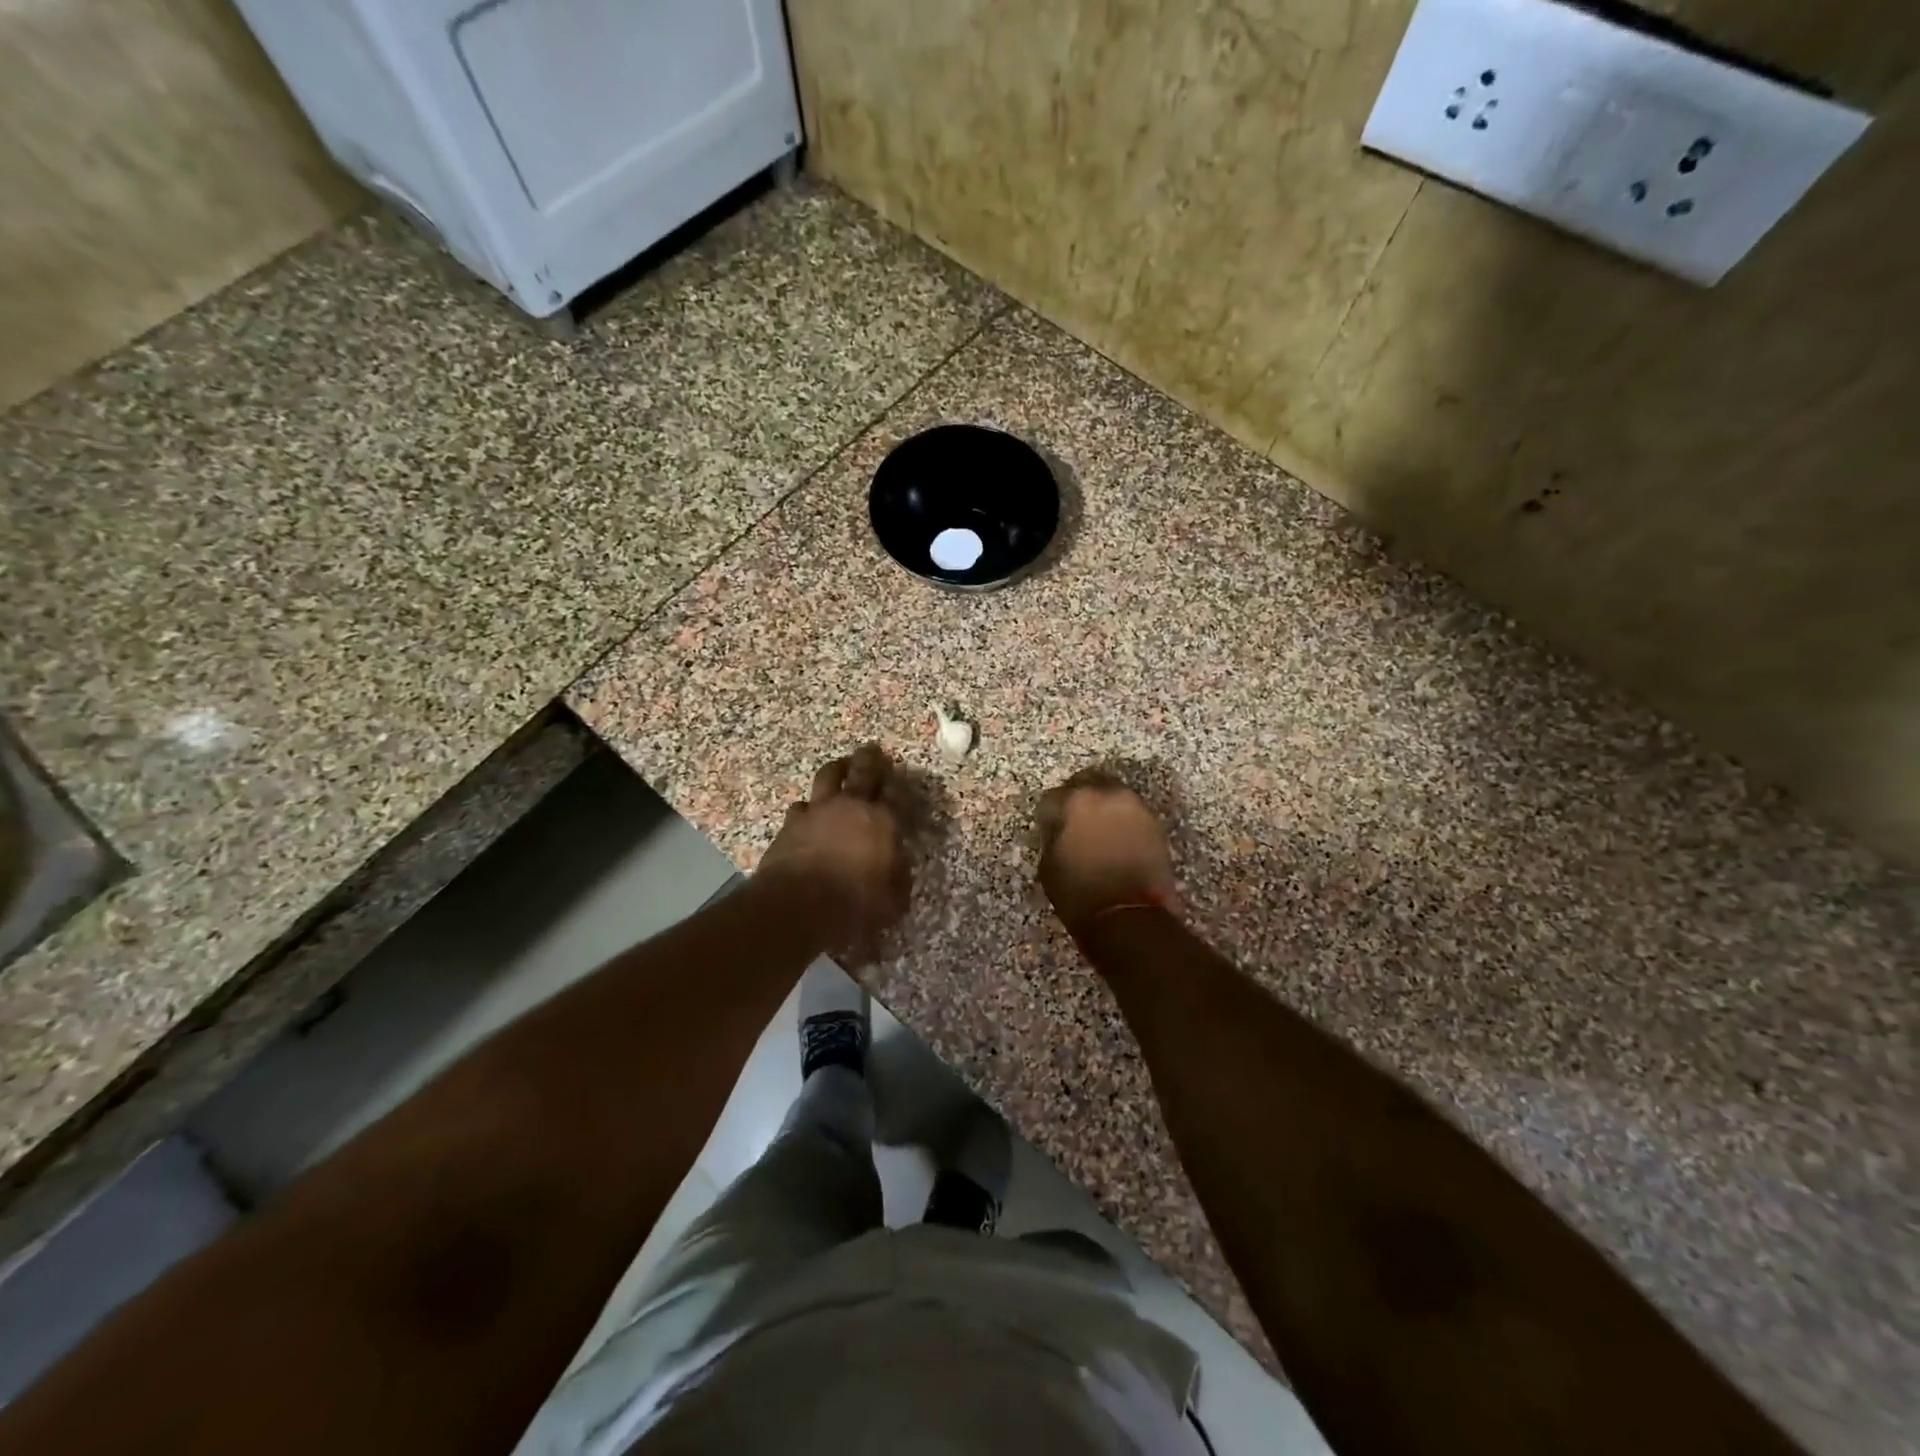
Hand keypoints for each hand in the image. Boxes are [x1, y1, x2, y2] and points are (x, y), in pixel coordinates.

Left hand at [759, 743, 911, 962]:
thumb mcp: (891, 903)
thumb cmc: (853, 905)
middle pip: (863, 771)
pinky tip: (808, 811)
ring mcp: (818, 810)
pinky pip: (801, 805)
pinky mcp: (791, 822)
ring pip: (828, 776)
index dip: (901, 785)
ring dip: (837, 769)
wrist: (796, 906)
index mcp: (883, 821)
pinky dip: (808, 806)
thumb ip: (898, 879)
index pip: (897, 794)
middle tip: (872, 750)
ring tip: (840, 766)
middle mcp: (852, 806)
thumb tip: (900, 868)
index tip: (901, 780)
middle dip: (870, 759)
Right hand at [1035, 770, 1181, 934]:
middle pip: (1088, 781)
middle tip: (1073, 818)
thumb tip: (1060, 828)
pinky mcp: (1154, 823)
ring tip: (1097, 829)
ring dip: (1102, 806)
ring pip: (1113, 793)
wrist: (1129, 916)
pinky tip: (1116, 839)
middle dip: (1078, 796)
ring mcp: (1134, 806)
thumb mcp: (1049, 865)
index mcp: (1074, 801)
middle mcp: (1106, 794)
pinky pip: (1131, 812)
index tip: (1048, 826)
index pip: (1053, 797)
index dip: (1048, 814)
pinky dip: (1121, 820)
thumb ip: (1054, 836)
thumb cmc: (1080, 893)